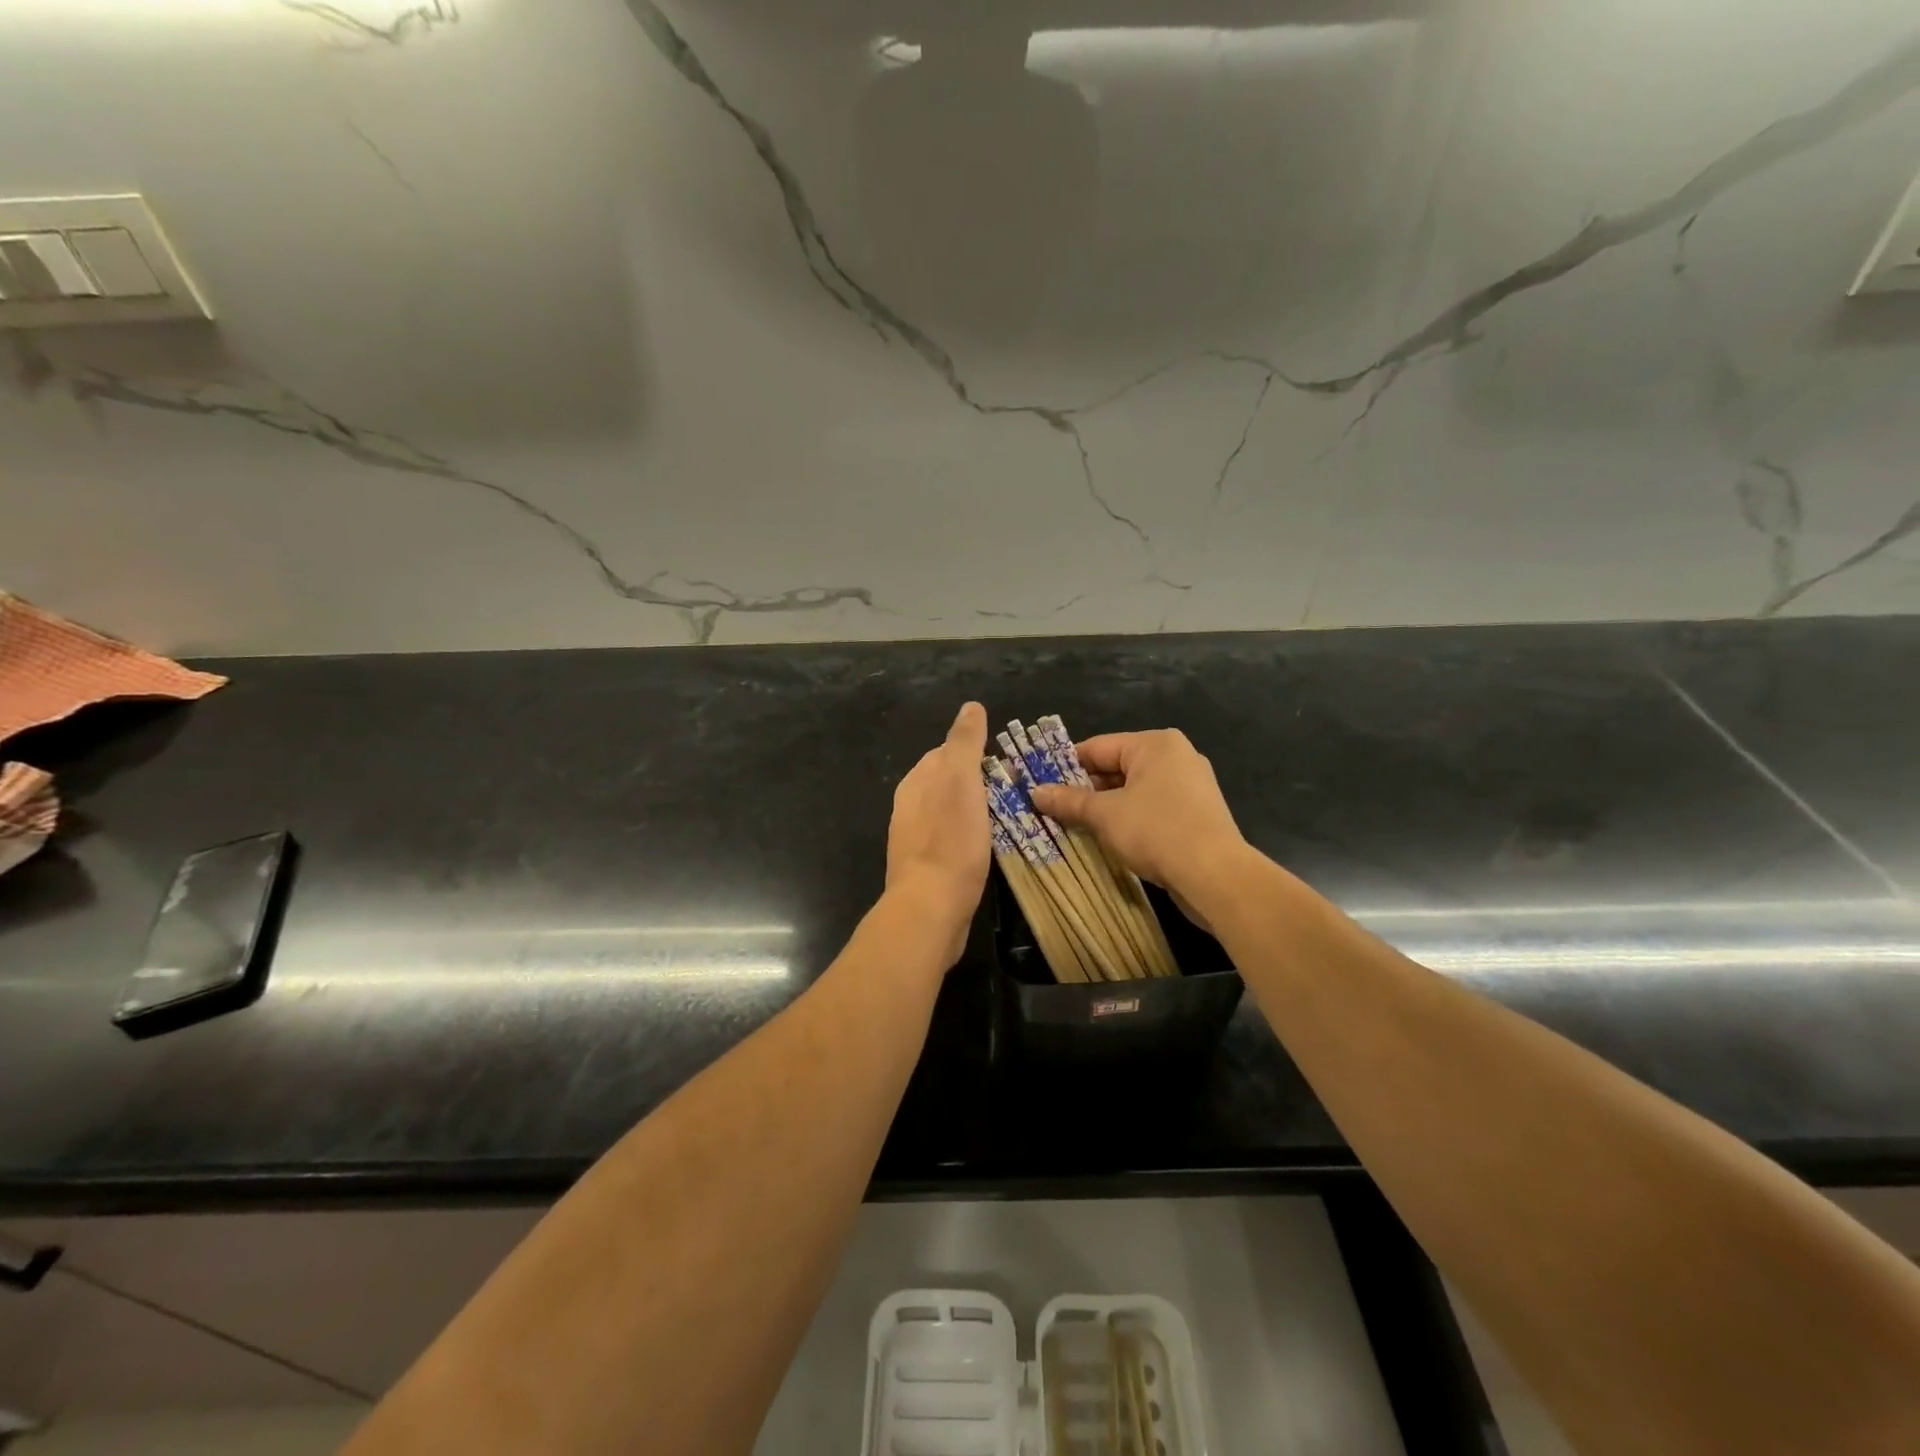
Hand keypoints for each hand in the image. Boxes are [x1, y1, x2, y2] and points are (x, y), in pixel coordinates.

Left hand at [885, 702, 990, 964]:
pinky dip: (969, 837)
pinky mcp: (925, 869)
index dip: (976, 753)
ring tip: (1007, 818)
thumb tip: (971, 706)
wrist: (930, 908)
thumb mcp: (961, 781)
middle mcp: (909, 806)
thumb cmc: (950, 841)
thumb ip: (964, 742)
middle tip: (1014, 791)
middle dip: (976, 782)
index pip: (945, 752)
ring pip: (949, 812)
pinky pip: (951, 841)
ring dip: (974, 811)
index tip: (1006, 764)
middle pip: (947, 783)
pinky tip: (987, 849)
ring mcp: (914, 839)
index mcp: (916, 781)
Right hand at [1029, 729, 1247, 907]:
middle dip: (1085, 790)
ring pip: (1134, 790)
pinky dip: (1129, 819)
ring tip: (1074, 825)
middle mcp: (1176, 756)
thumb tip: (1035, 792)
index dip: (1065, 766)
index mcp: (1155, 744)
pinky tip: (1109, 838)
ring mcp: (1190, 785)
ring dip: (1105, 807)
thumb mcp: (1104, 815)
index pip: (1098, 747)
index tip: (1040, 784)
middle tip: (1053, 809)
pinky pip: (1152, 808)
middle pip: (1116, 767)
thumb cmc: (1156, 831)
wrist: (1215, 875)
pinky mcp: (1196, 813)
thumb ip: (1069, 800)